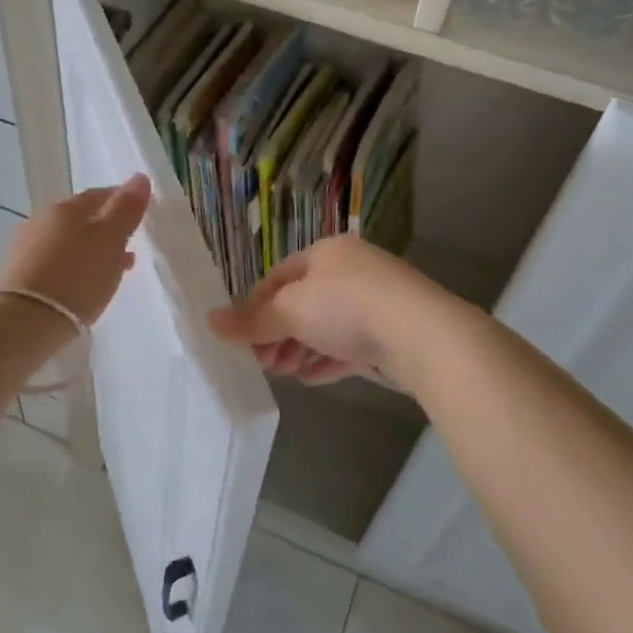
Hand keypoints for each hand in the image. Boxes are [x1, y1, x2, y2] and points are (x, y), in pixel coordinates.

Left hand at [0, 174, 151, 324]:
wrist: (22, 323)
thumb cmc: (76, 277)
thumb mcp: (110, 240)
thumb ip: (126, 209)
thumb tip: (140, 178)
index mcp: (65, 208)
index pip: (100, 195)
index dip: (122, 202)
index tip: (140, 215)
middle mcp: (41, 220)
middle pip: (82, 219)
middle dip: (106, 229)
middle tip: (129, 245)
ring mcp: (26, 248)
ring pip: (68, 243)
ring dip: (92, 251)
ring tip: (113, 269)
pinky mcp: (18, 276)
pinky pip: (56, 264)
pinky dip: (74, 268)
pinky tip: (85, 284)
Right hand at [208, 235, 438, 384]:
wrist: (422, 334)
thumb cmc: (347, 307)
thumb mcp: (291, 311)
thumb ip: (252, 320)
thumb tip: (210, 320)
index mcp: (327, 253)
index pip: (280, 276)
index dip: (256, 306)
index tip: (243, 337)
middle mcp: (352, 270)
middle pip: (303, 302)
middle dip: (278, 333)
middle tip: (263, 362)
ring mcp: (377, 300)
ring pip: (327, 325)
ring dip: (301, 349)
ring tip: (286, 373)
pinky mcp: (394, 331)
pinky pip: (352, 344)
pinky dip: (330, 359)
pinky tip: (314, 379)